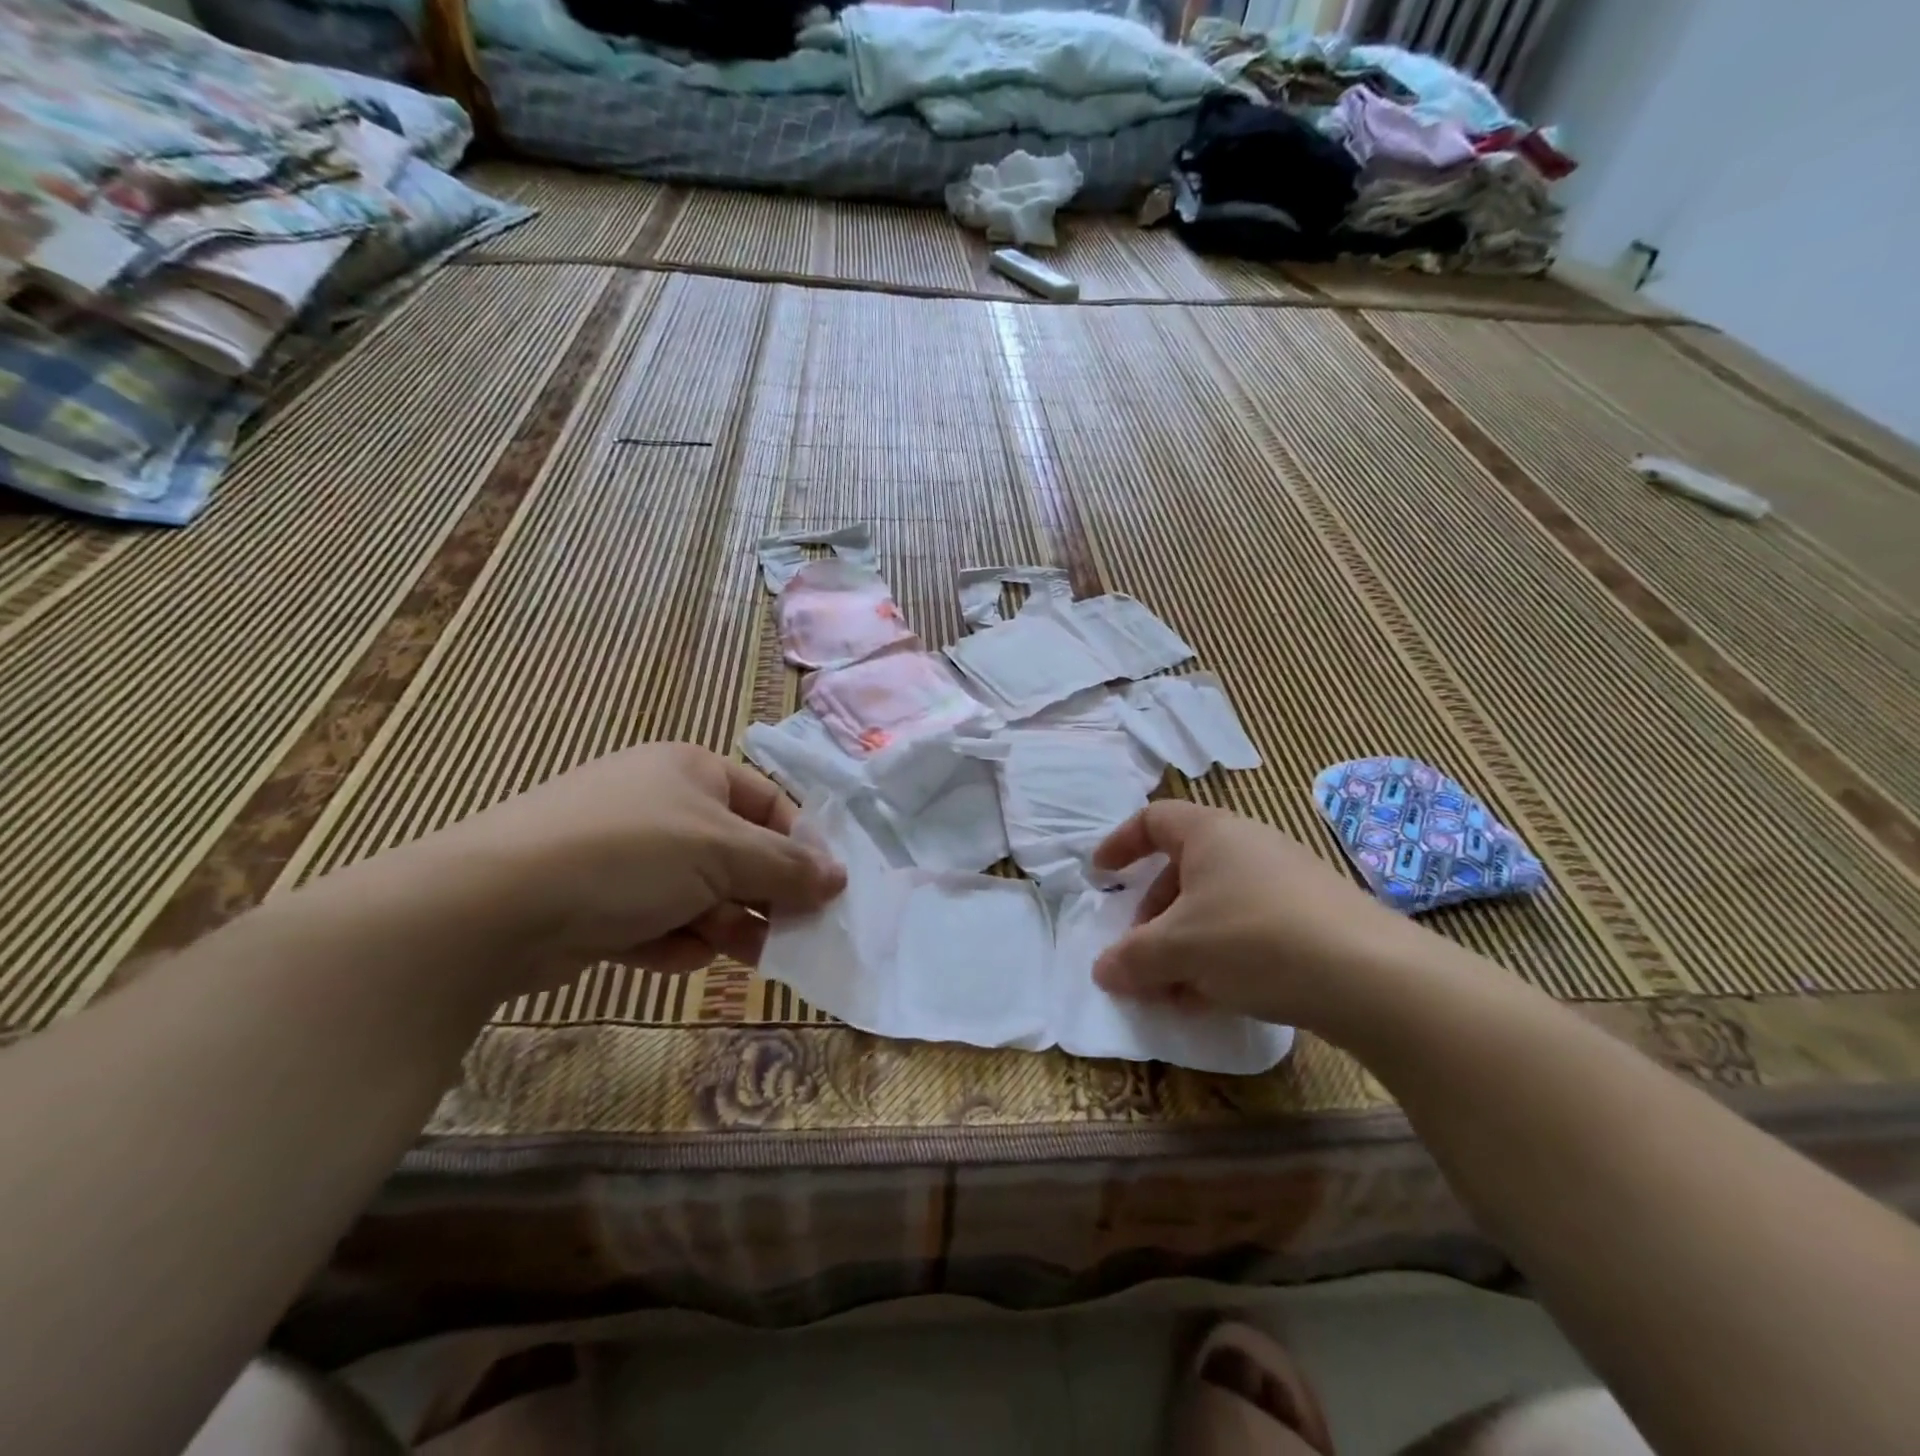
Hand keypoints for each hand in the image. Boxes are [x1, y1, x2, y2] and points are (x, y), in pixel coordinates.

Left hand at [421, 743, 844, 982]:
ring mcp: (625, 854)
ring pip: (700, 894)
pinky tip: (666, 953)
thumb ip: (787, 868)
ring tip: (733, 953)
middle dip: (760, 897)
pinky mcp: (597, 902)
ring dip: (721, 924)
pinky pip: (658, 920)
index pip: (769, 804)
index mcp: (691, 771)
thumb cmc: (629, 855)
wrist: (494, 905)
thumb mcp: (722, 853)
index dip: (799, 847)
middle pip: (736, 854)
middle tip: (789, 936)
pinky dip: (671, 940)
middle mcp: (661, 805)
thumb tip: (841, 877)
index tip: (823, 893)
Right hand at [1091, 801, 1430, 1031]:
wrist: (1372, 977)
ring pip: (1216, 903)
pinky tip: (1219, 997)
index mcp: (1211, 833)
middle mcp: (1248, 845)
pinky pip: (1249, 926)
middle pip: (1183, 869)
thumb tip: (1102, 969)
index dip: (1121, 843)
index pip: (1154, 819)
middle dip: (1153, 913)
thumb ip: (1133, 957)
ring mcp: (1286, 879)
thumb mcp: (1179, 949)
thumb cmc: (1255, 939)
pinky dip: (1222, 954)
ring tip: (1176, 988)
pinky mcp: (1315, 916)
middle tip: (1141, 954)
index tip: (1101, 875)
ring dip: (1186, 942)